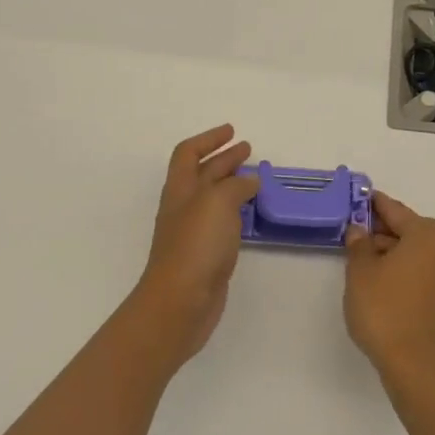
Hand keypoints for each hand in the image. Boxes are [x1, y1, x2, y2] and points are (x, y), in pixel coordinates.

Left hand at [132, 125, 261, 362]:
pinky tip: (251, 214)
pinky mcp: (206, 255)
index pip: (188, 153)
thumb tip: (249, 180)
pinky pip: (222, 223)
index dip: (208, 139)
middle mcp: (184, 207)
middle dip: (224, 159)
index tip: (231, 132)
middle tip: (248, 150)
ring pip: (213, 199)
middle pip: (202, 174)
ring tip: (255, 178)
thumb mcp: (217, 202)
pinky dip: (236, 211)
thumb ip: (235, 186)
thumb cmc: (195, 246)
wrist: (180, 302)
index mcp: (180, 189)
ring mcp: (194, 232)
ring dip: (232, 184)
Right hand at [343, 192, 434, 386]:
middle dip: (380, 229)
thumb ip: (358, 244)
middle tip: (351, 231)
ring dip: (389, 250)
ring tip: (359, 259)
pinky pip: (419, 270)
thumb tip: (359, 230)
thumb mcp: (361, 272)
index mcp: (426, 234)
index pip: (393, 209)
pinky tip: (377, 280)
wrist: (416, 365)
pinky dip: (400, 268)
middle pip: (407, 229)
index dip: (371, 204)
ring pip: (413, 251)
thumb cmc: (385, 309)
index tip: (354, 198)